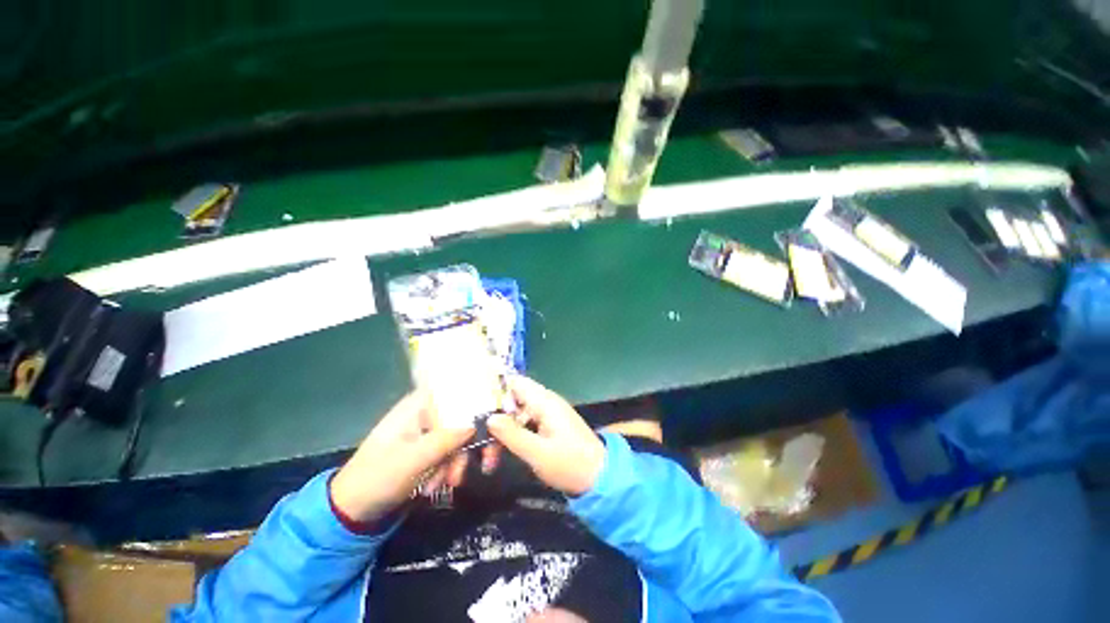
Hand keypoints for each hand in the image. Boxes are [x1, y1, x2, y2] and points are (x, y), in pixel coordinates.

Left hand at [329, 391, 475, 522]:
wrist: (352, 509)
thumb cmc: (377, 477)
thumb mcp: (412, 459)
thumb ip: (446, 440)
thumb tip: (477, 424)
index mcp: (419, 404)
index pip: (459, 392)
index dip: (481, 402)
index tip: (495, 424)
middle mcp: (428, 412)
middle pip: (464, 417)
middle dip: (470, 444)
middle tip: (486, 465)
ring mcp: (429, 431)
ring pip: (459, 437)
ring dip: (458, 462)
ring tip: (447, 484)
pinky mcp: (429, 449)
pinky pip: (450, 452)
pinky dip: (449, 468)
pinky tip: (437, 486)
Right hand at [487, 376, 605, 495]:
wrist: (600, 478)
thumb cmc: (569, 464)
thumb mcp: (537, 452)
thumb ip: (512, 434)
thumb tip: (489, 417)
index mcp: (544, 401)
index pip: (515, 382)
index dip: (495, 389)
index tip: (475, 406)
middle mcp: (545, 402)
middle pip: (512, 400)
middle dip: (494, 419)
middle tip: (479, 443)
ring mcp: (547, 414)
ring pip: (516, 415)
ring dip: (502, 433)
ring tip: (489, 460)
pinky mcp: (549, 426)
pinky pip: (525, 424)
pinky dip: (513, 437)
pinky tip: (503, 455)